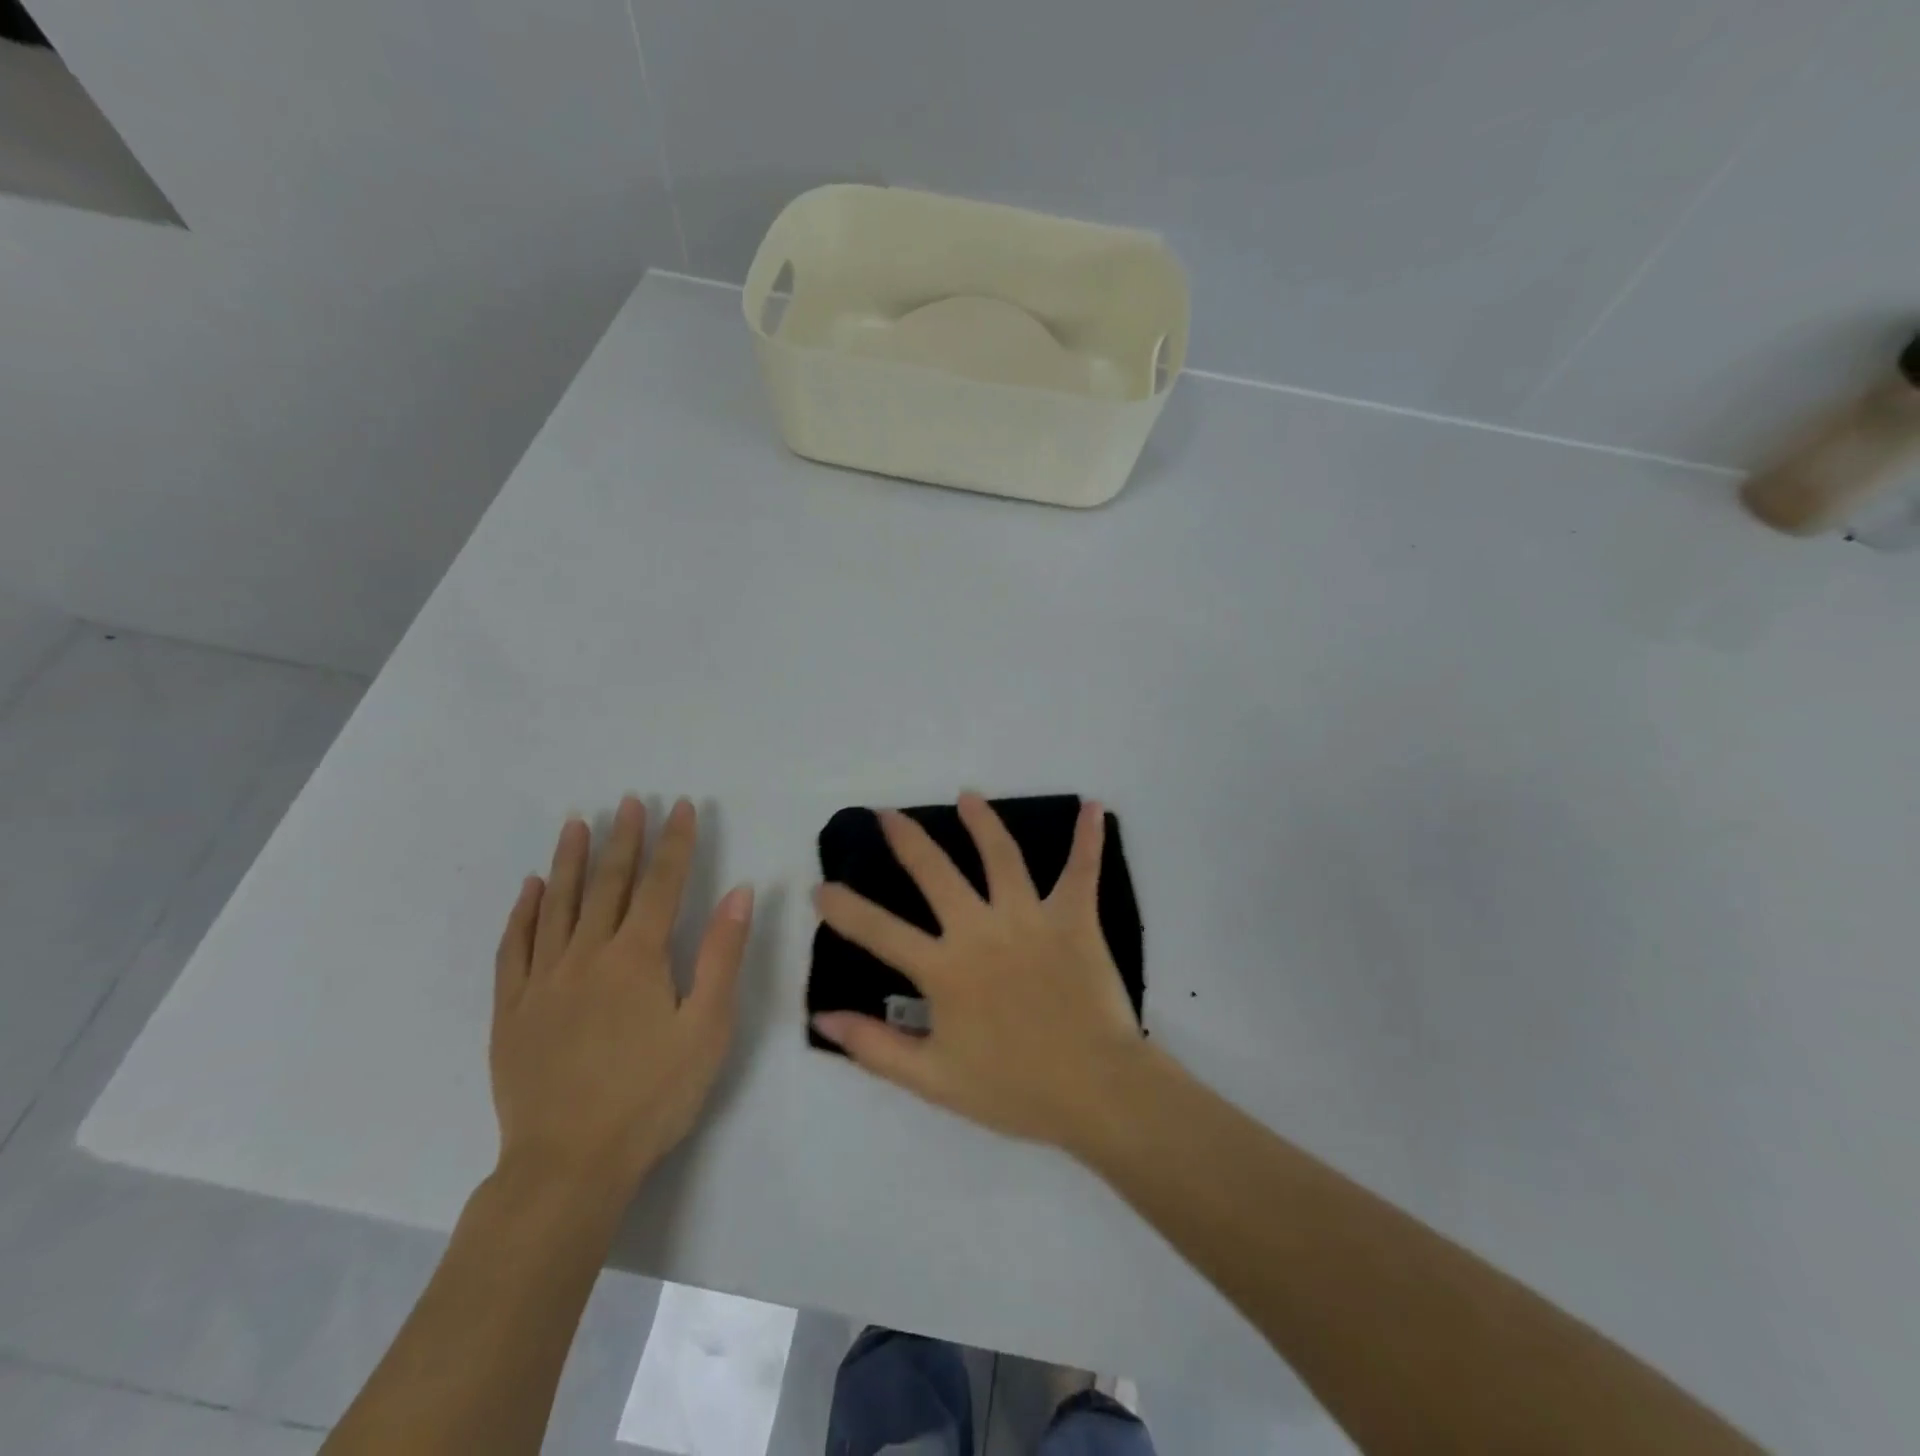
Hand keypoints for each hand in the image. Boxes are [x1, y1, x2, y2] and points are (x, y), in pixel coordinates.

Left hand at [490, 796, 752, 1203]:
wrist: (569, 1164)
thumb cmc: (653, 1095)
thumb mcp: (707, 1027)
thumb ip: (722, 955)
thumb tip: (738, 892)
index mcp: (638, 958)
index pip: (660, 884)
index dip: (673, 842)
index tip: (679, 806)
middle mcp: (587, 955)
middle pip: (608, 884)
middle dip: (623, 839)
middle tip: (627, 801)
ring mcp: (543, 981)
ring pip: (558, 905)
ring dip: (570, 861)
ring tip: (577, 824)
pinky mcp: (512, 1010)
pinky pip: (514, 947)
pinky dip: (523, 913)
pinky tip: (531, 889)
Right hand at [811, 793, 1148, 1150]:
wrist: (1094, 1091)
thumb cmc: (1013, 1089)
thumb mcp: (931, 1079)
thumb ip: (874, 1047)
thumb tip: (823, 1016)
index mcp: (944, 969)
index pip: (880, 931)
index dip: (845, 909)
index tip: (822, 887)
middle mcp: (980, 930)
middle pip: (936, 873)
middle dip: (907, 841)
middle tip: (887, 814)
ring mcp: (1029, 918)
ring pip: (1001, 856)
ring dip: (982, 822)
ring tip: (968, 797)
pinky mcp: (1074, 919)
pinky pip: (1081, 871)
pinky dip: (1088, 838)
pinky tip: (1092, 806)